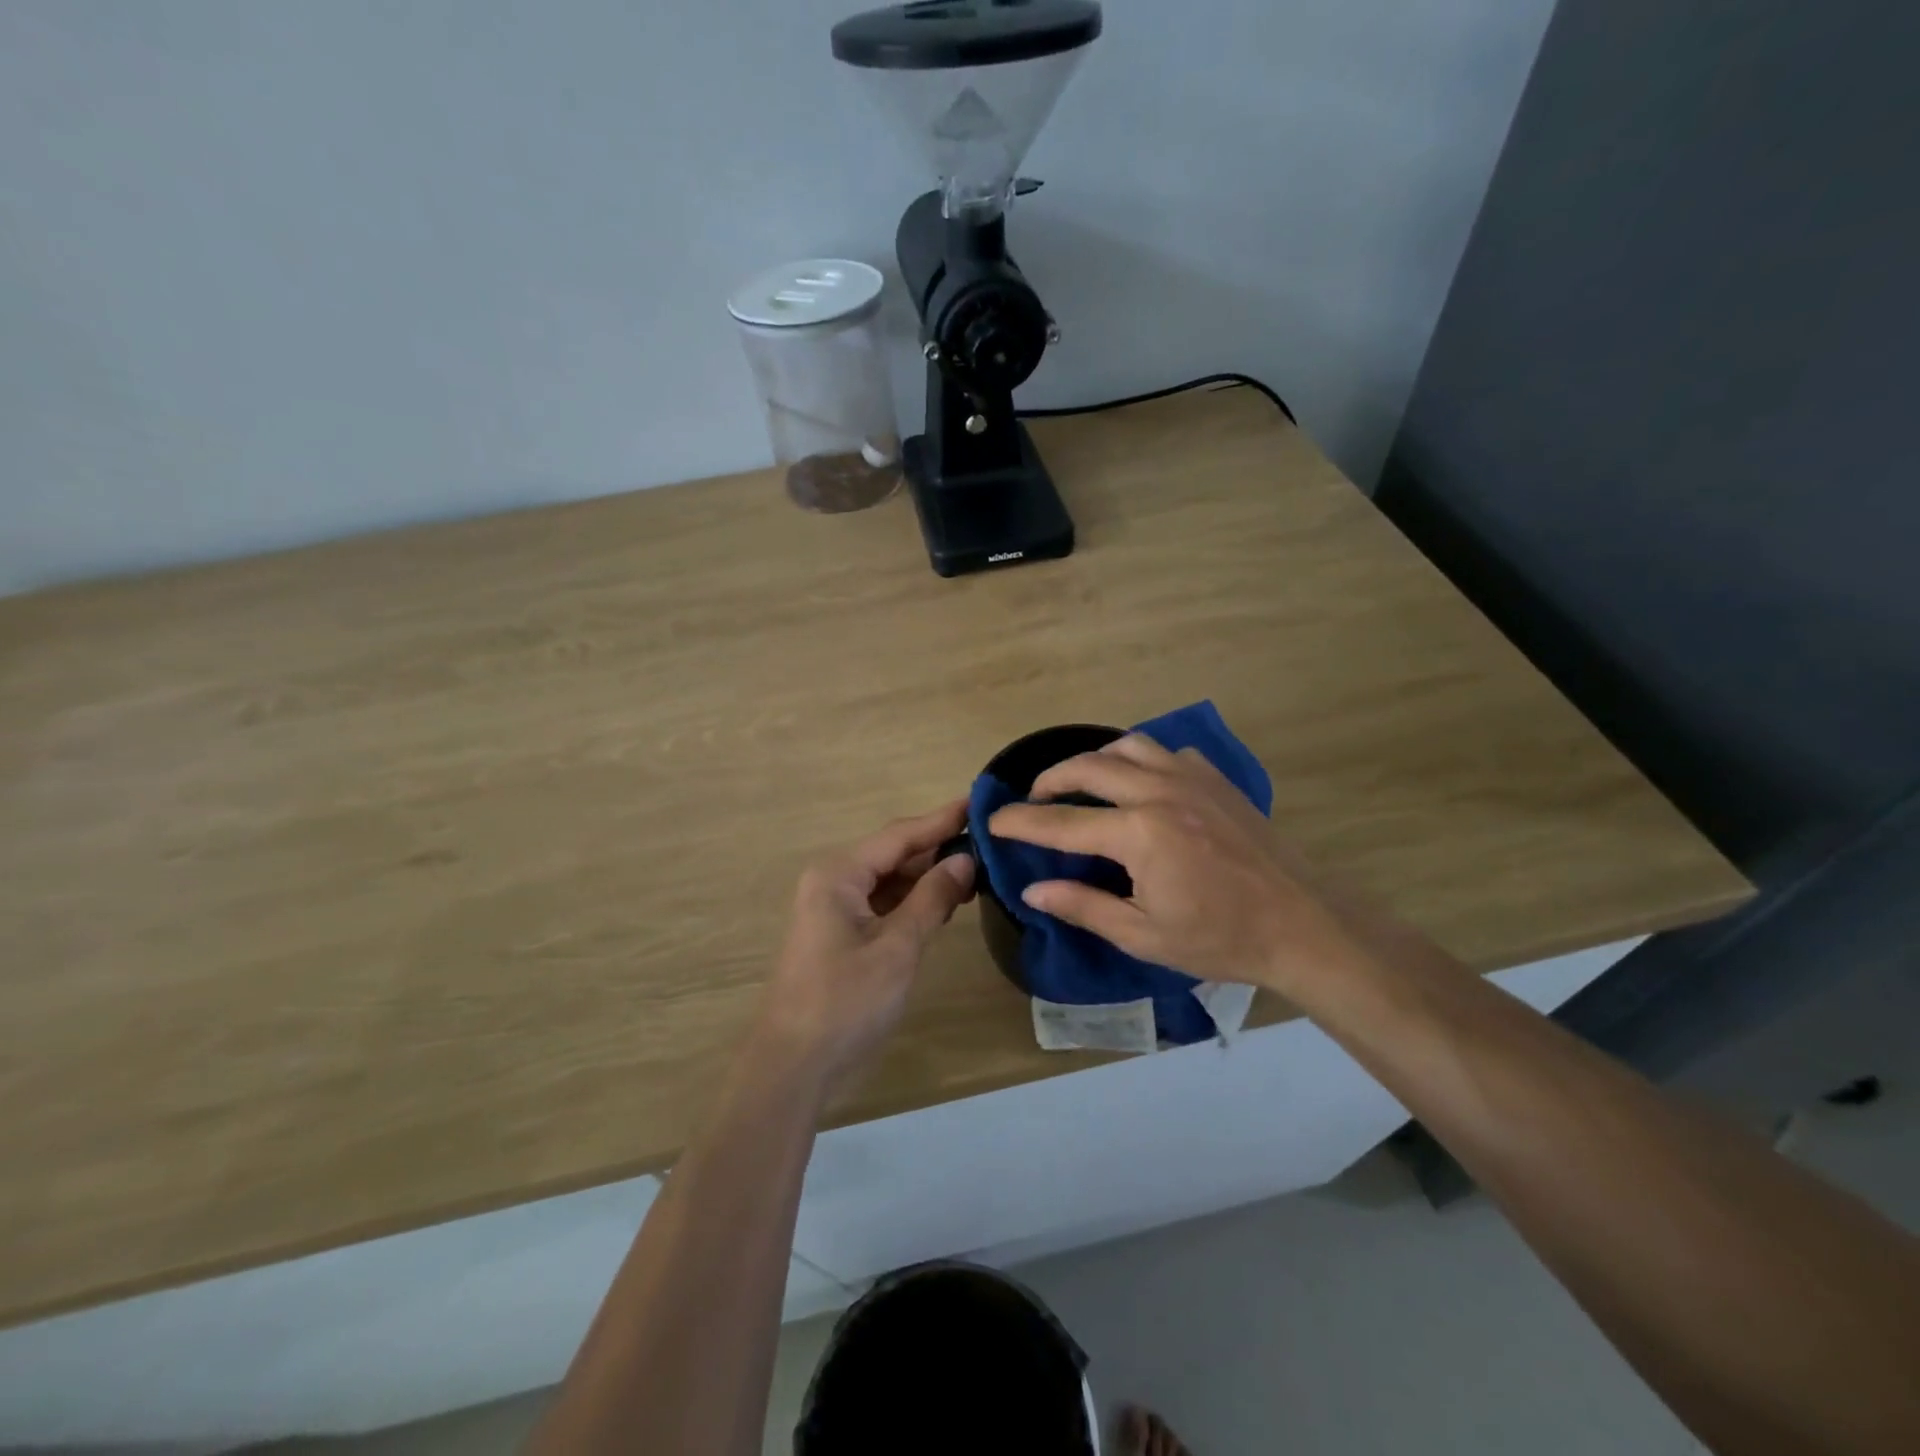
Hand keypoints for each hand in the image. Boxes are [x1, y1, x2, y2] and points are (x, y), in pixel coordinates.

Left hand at [753, 799, 975, 1089]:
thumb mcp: (897, 947)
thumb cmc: (846, 1001)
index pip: (900, 835)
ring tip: (977, 869)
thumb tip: (964, 859)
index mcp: (839, 873)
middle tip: (988, 840)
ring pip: (890, 879)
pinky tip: (946, 902)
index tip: (979, 802)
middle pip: (894, 853)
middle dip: (938, 848)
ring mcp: (835, 907)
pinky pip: (883, 903)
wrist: (794, 1065)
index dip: (942, 819)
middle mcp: (833, 880)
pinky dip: (913, 901)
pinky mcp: (841, 933)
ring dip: (928, 876)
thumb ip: (932, 898)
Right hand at [987, 735, 1362, 995]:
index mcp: (1140, 833)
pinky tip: (1142, 785)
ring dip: (1096, 760)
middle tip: (1034, 799)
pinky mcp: (1217, 780)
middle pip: (1089, 767)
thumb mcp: (1144, 934)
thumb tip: (1033, 889)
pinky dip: (1142, 760)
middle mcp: (1160, 792)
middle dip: (1051, 779)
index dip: (1021, 821)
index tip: (993, 820)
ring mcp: (1192, 779)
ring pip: (1129, 745)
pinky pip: (1168, 753)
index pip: (1062, 822)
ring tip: (1083, 784)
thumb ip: (1084, 905)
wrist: (1303, 925)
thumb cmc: (1221, 939)